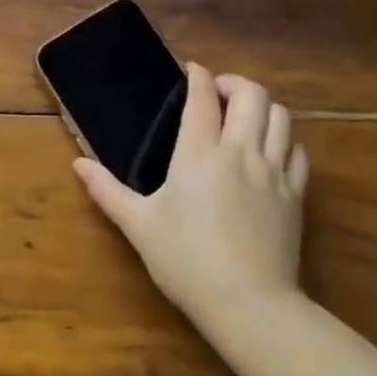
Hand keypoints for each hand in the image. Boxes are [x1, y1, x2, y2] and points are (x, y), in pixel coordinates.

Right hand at [74, 64, 308, 322]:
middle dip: (235, 84)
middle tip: (218, 95)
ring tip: (244, 118)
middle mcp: (240, 152)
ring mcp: (273, 172)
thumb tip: (78, 164)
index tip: (191, 70)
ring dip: (262, 108)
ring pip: (280, 117)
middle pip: (252, 95)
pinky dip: (285, 140)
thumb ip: (107, 191)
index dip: (198, 75)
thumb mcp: (138, 226)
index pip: (203, 97)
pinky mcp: (296, 196)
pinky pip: (298, 151)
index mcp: (199, 153)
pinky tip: (270, 152)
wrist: (249, 305)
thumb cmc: (186, 261)